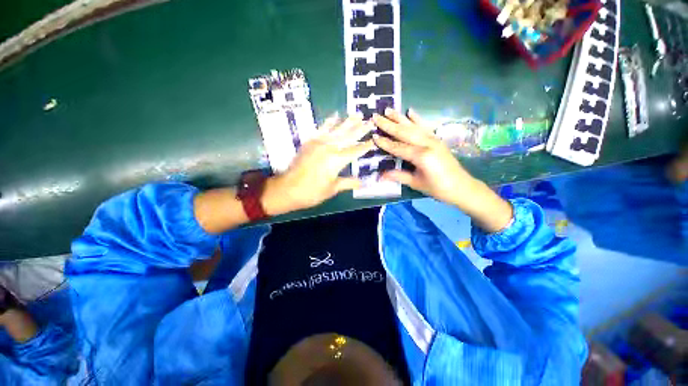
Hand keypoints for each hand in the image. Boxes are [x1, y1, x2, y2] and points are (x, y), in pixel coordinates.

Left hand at [262, 115, 375, 214]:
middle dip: (360, 129)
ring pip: (337, 129)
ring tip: (357, 114)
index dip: (365, 146)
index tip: (374, 140)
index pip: (355, 151)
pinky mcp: (310, 142)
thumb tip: (362, 182)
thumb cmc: (312, 192)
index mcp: (337, 160)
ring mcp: (318, 143)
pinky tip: (335, 116)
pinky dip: (329, 122)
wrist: (287, 189)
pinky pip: (321, 129)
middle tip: (370, 121)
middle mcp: (329, 147)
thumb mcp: (332, 189)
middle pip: (348, 136)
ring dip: (347, 121)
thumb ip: (348, 183)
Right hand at [372, 109, 512, 231]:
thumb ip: (398, 176)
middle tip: (376, 116)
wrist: (462, 187)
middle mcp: (427, 143)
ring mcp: (433, 139)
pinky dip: (417, 118)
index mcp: (421, 156)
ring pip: (413, 126)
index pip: (398, 147)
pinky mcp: (437, 139)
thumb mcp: (416, 183)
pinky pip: (425, 126)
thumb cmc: (438, 188)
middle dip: (389, 124)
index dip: (385, 143)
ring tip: (388, 109)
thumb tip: (380, 176)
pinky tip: (410, 111)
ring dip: (400, 118)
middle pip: (404, 132)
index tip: (373, 136)